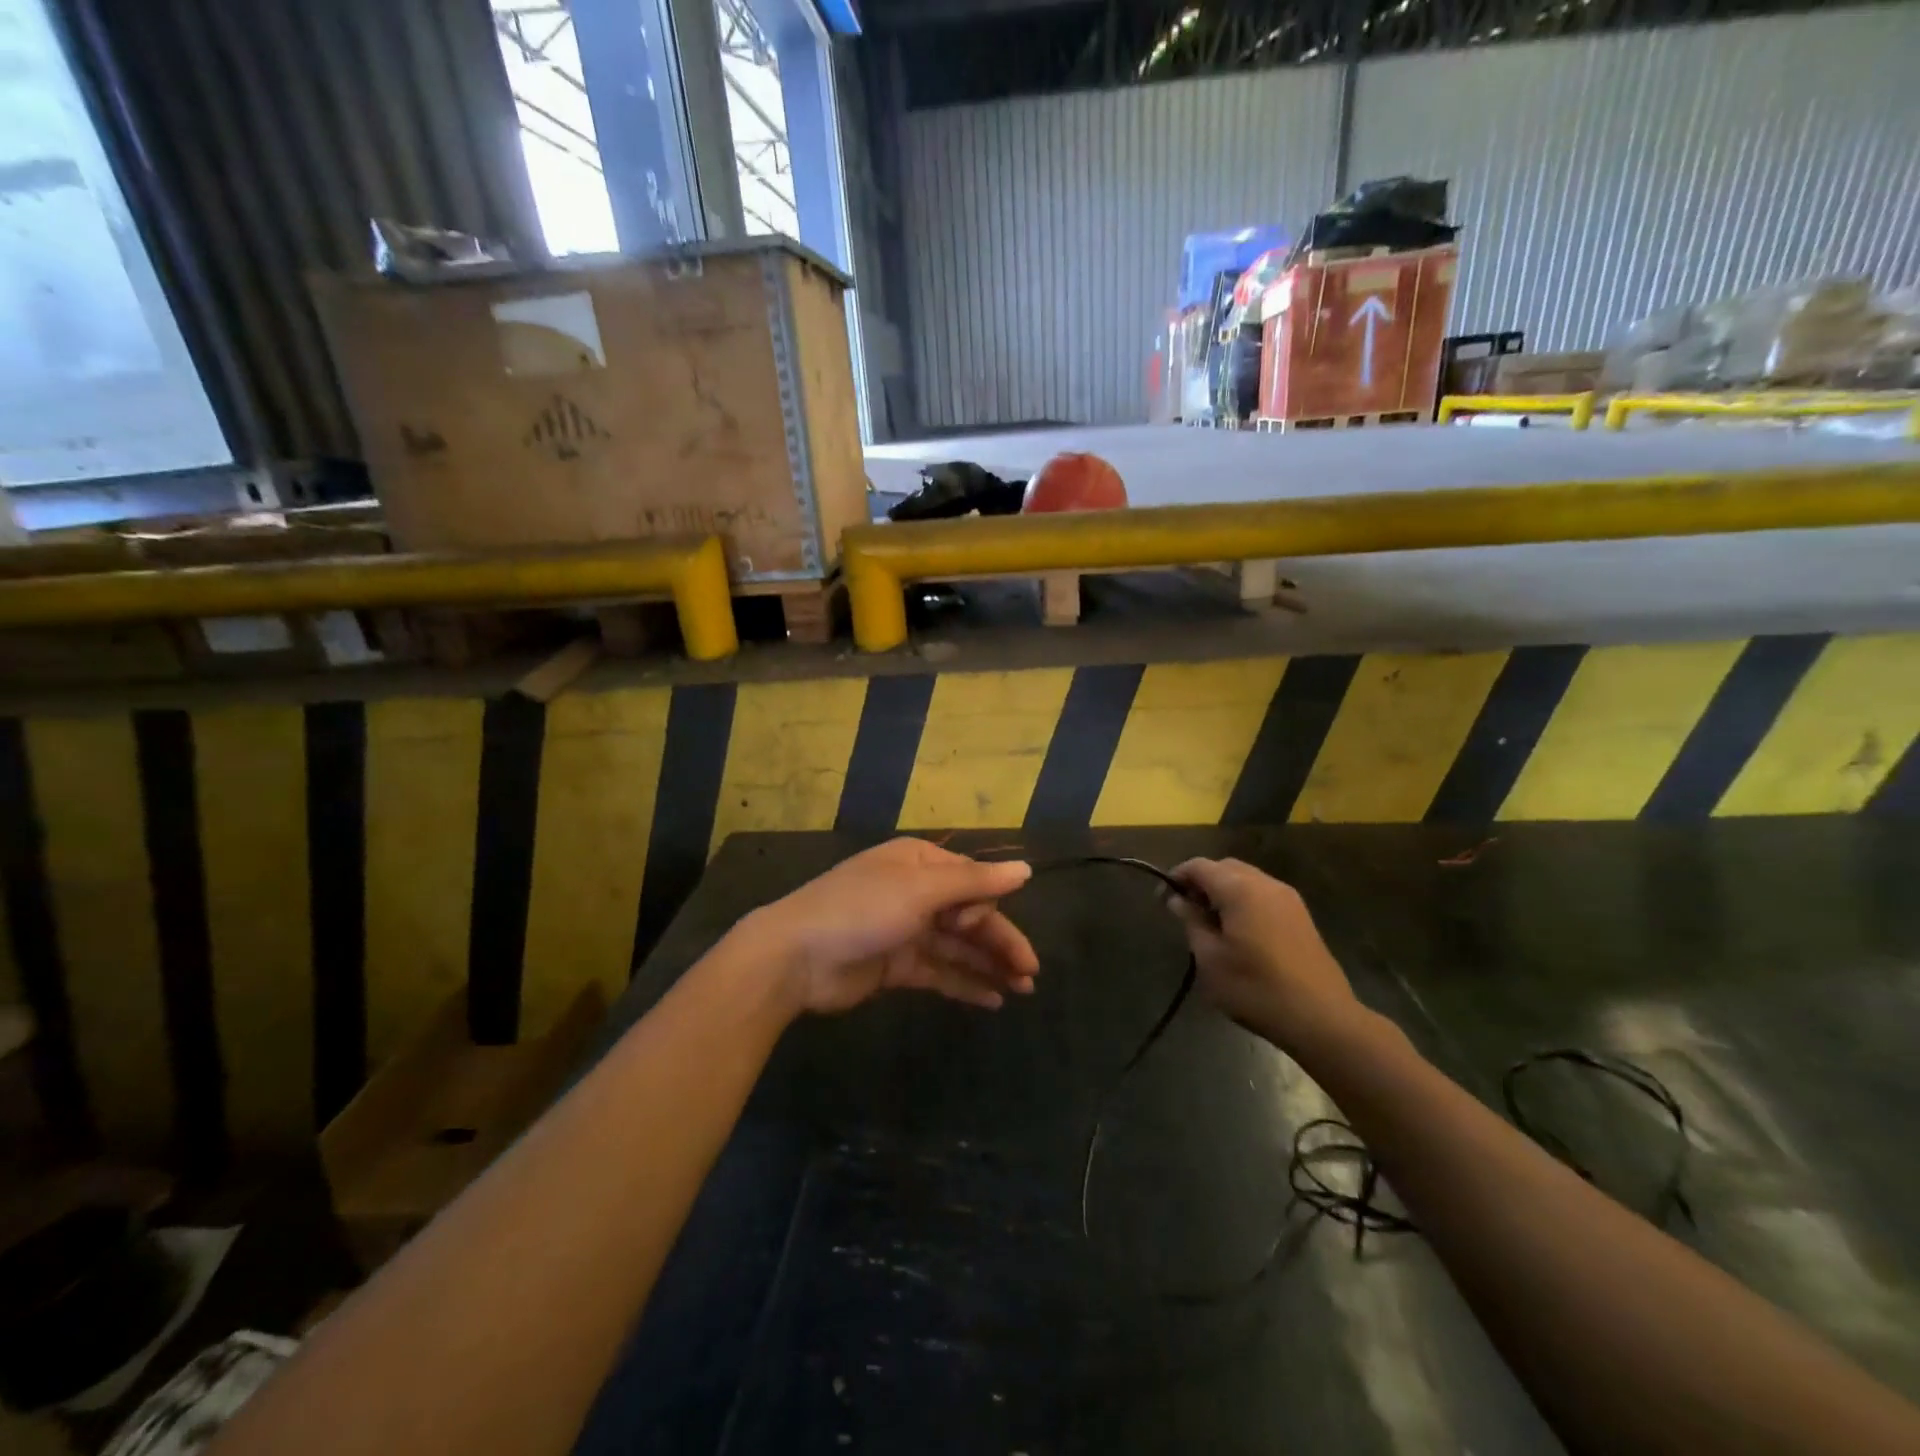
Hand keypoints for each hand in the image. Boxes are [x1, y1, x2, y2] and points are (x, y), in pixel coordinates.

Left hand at [739, 838, 1039, 1015]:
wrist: (794, 957)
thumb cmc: (860, 910)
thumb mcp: (919, 890)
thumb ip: (975, 882)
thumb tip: (1026, 869)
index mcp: (920, 863)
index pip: (971, 880)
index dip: (986, 906)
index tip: (981, 927)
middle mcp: (916, 892)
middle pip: (969, 916)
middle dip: (1000, 942)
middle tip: (1031, 973)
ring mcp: (905, 930)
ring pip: (958, 946)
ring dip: (988, 965)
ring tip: (1022, 990)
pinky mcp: (896, 966)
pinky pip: (939, 971)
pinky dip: (964, 983)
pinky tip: (992, 1000)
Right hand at [1167, 858, 1358, 1053]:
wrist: (1322, 1018)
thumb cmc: (1255, 989)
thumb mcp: (1210, 959)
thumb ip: (1192, 922)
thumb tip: (1179, 900)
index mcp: (1240, 889)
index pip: (1199, 866)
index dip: (1177, 877)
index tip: (1162, 899)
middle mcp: (1266, 884)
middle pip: (1224, 867)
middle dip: (1201, 881)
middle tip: (1186, 910)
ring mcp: (1288, 898)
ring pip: (1246, 879)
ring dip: (1224, 891)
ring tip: (1210, 922)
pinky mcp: (1301, 916)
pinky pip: (1263, 894)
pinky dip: (1244, 901)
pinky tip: (1239, 931)